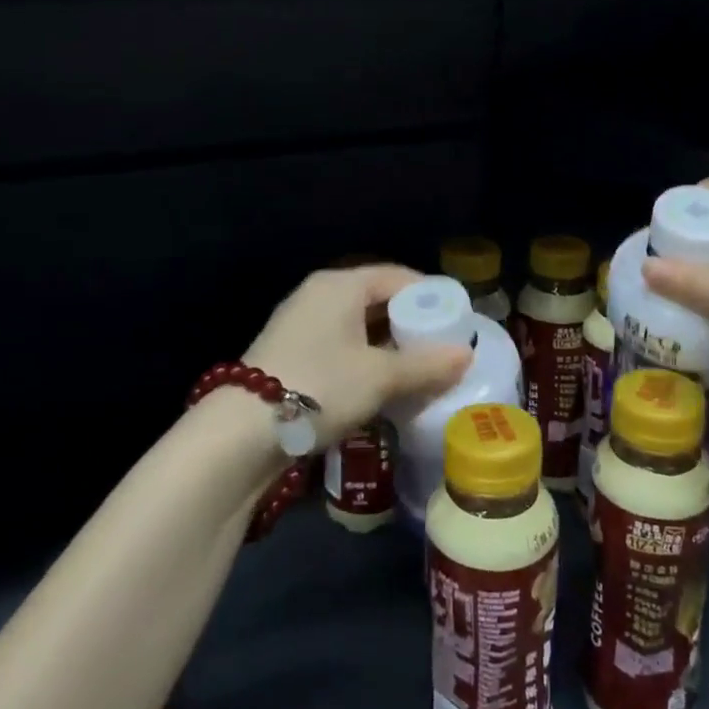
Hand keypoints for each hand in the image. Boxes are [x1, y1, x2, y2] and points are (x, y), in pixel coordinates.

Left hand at [244, 265, 469, 446]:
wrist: (241, 432)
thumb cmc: (319, 386)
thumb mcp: (380, 377)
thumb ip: (426, 365)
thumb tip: (466, 355)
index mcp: (340, 285)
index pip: (396, 276)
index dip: (430, 295)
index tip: (456, 319)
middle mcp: (319, 295)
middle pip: (376, 299)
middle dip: (410, 323)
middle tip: (441, 347)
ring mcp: (300, 324)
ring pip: (358, 326)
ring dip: (388, 345)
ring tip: (419, 368)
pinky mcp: (290, 354)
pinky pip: (340, 346)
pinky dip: (365, 359)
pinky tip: (382, 384)